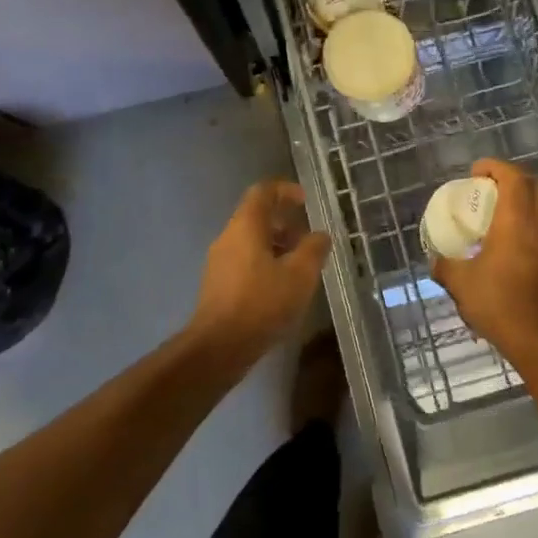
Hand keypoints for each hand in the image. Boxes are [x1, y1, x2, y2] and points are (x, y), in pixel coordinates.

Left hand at [184, 180, 330, 368]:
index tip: (305, 201)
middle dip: (285, 223)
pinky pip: (244, 261)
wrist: (219, 347)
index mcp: (246, 226)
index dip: (285, 190)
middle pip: (256, 216)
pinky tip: (282, 287)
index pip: (263, 192)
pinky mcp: (217, 284)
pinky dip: (265, 263)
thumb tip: (320, 235)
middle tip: (308, 239)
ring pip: (250, 241)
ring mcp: (219, 261)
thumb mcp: (300, 275)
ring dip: (276, 245)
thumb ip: (313, 249)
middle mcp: (228, 237)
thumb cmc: (262, 303)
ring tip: (300, 266)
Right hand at [431, 160, 537, 369]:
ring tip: (496, 214)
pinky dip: (526, 223)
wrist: (537, 340)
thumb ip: (445, 265)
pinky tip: (506, 243)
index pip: (514, 179)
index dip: (496, 167)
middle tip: (489, 187)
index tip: (476, 171)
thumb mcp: (459, 283)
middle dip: (514, 178)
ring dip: (522, 201)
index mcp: (516, 223)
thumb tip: (436, 260)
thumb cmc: (497, 304)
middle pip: (537, 186)